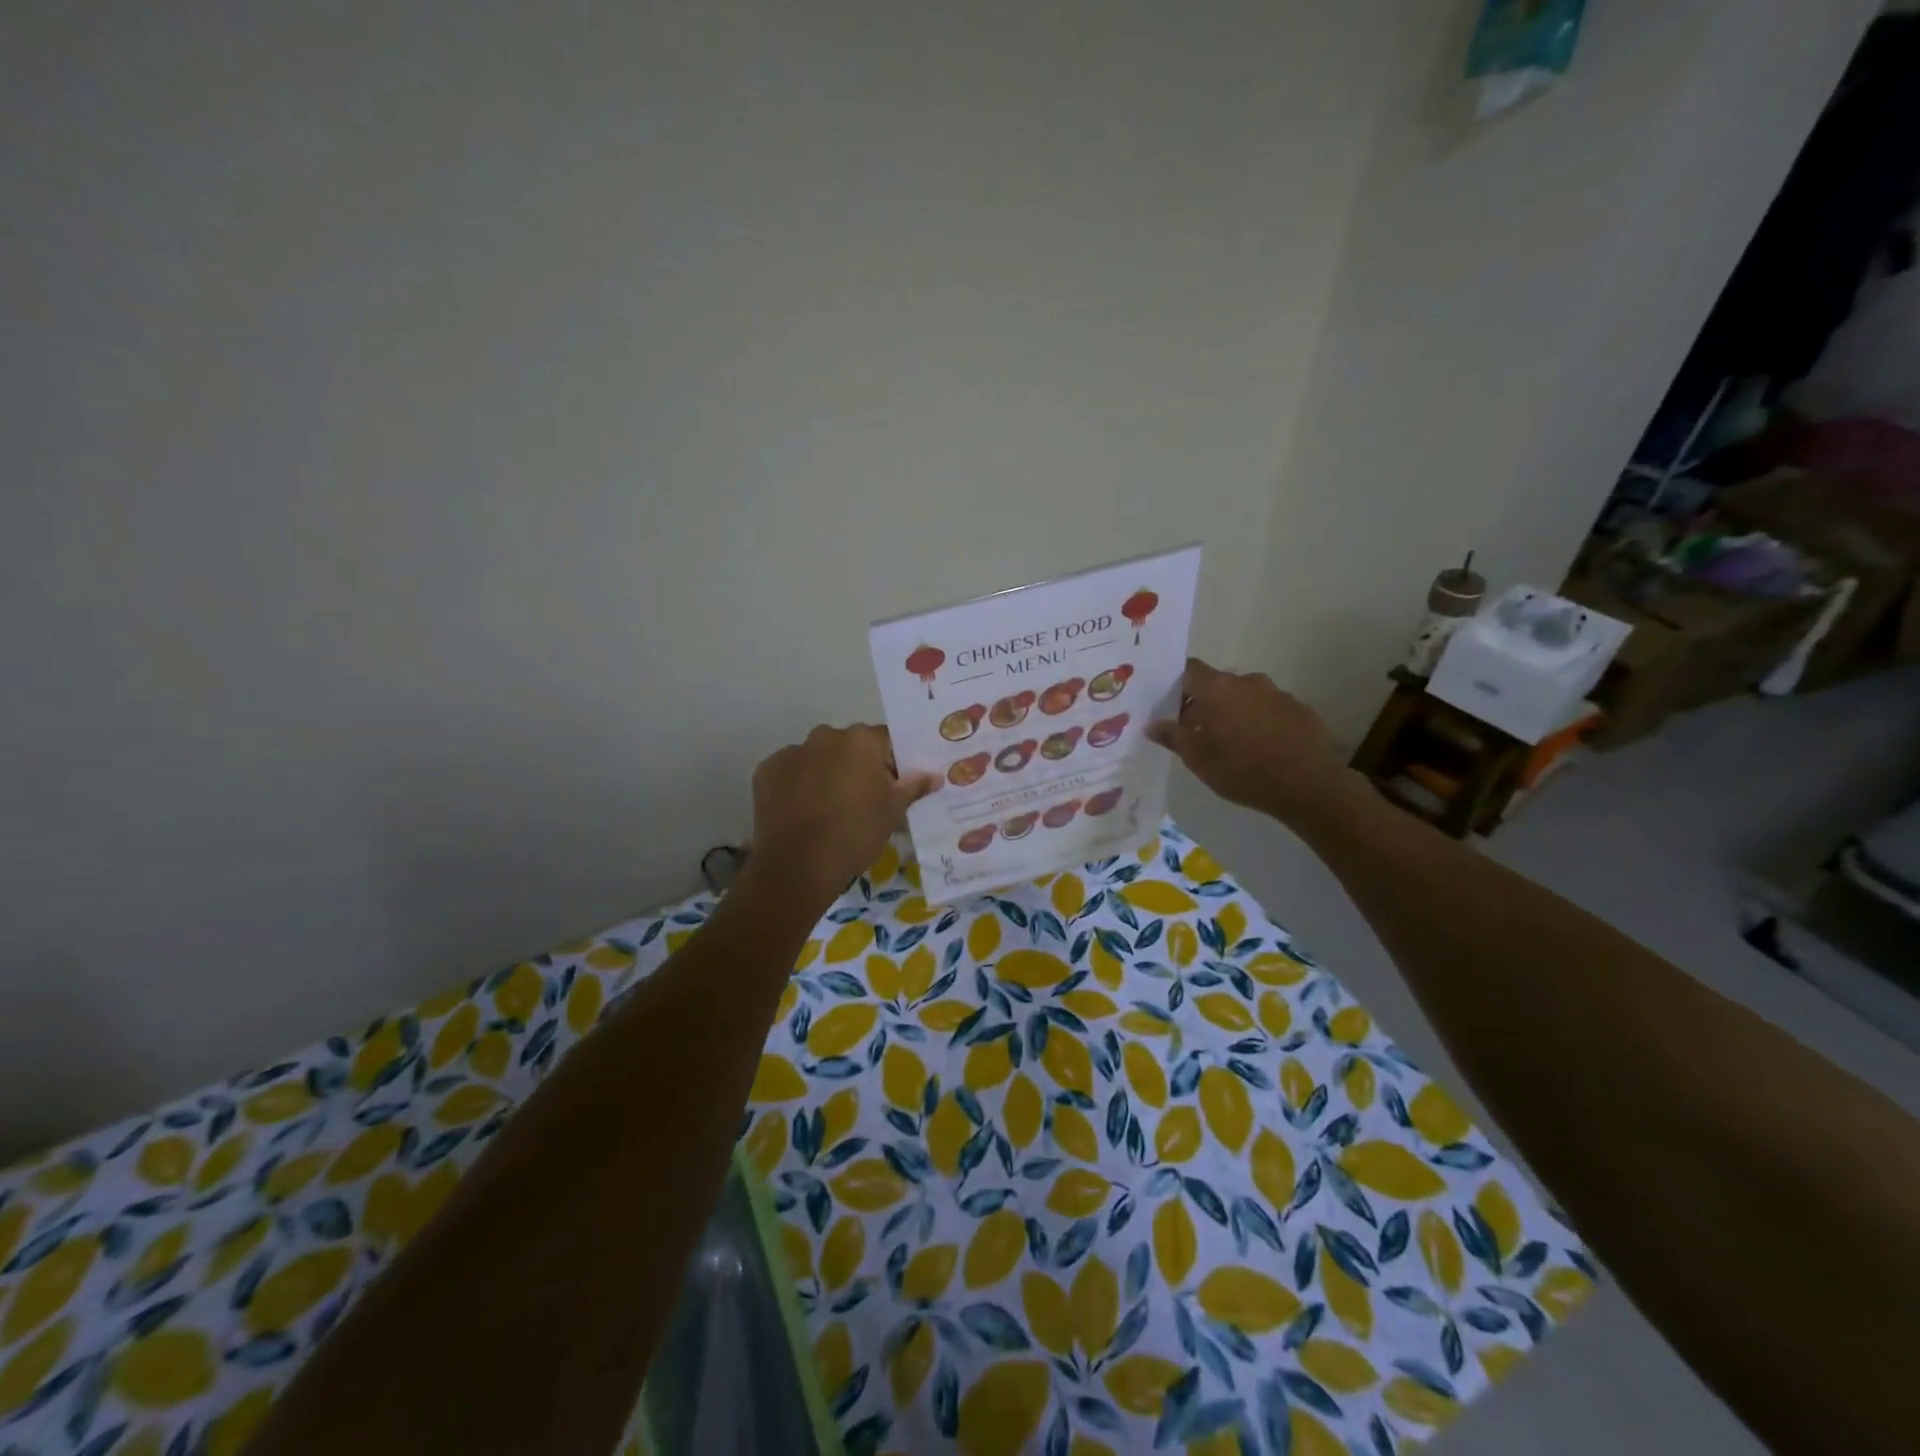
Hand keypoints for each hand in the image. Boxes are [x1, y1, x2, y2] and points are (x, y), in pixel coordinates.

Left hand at [747, 725, 938, 905]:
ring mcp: (792, 752)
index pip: (886, 741)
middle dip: (857, 765)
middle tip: (862, 801)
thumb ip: (913, 787)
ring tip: (828, 809)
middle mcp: (826, 736)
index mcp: (862, 741)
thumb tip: (934, 775)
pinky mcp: (766, 770)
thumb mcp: (892, 813)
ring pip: (818, 757)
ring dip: (826, 772)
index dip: (892, 763)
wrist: (798, 866)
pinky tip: (802, 812)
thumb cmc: (855, 835)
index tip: (892, 788)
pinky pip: (791, 771)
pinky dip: (797, 785)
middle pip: (850, 745)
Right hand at [1146, 658, 1347, 825]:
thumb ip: (1172, 736)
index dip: (1177, 685)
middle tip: (1199, 732)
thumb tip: (1152, 724)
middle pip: (1218, 684)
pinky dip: (1261, 722)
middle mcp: (1247, 681)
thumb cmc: (1241, 770)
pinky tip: (1262, 748)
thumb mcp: (1197, 759)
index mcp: (1217, 689)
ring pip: (1246, 696)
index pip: (1189, 669)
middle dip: (1206, 703)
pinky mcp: (1301, 709)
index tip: (1171, 706)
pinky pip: (1271, 709)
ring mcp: (1278, 693)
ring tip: (1233, 743)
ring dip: (1235, 712)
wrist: (1306, 785)